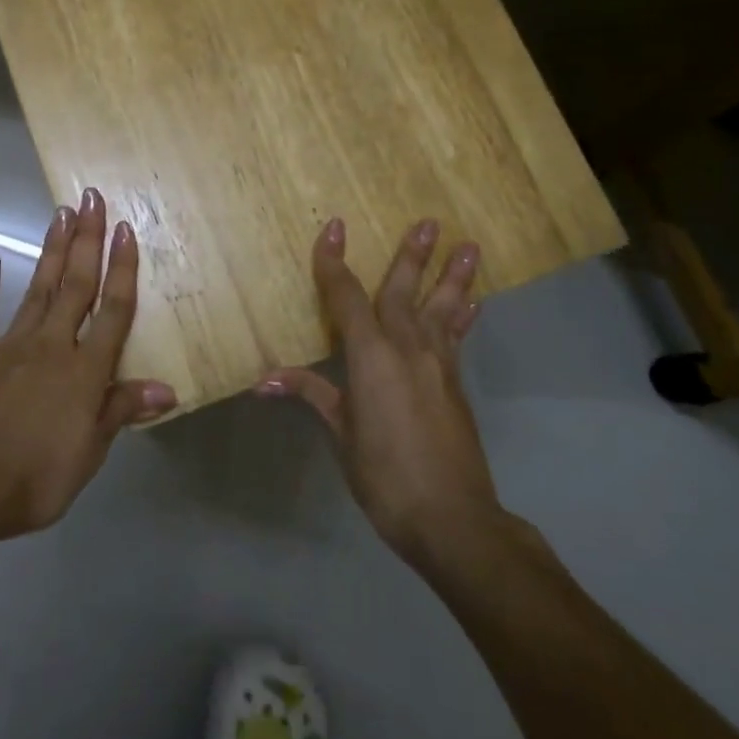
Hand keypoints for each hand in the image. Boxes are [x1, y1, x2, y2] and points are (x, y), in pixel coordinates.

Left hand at [0, 187, 175, 545]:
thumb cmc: (37, 475)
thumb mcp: (90, 452)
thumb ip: (121, 410)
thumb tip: (167, 388)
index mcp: (85, 370)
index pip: (113, 310)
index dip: (122, 269)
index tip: (125, 228)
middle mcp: (52, 345)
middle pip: (75, 285)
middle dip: (86, 240)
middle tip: (90, 198)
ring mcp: (9, 346)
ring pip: (37, 290)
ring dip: (51, 252)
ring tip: (60, 213)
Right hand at [258, 217, 501, 569]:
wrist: (451, 517)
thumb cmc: (384, 475)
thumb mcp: (341, 435)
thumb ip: (311, 395)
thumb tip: (265, 379)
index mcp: (371, 357)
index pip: (347, 299)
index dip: (335, 263)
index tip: (334, 229)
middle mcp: (407, 350)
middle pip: (404, 293)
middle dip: (412, 255)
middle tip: (429, 221)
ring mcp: (437, 365)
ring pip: (442, 309)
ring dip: (452, 276)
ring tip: (469, 246)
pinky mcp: (455, 385)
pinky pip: (456, 338)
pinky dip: (463, 316)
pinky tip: (472, 303)